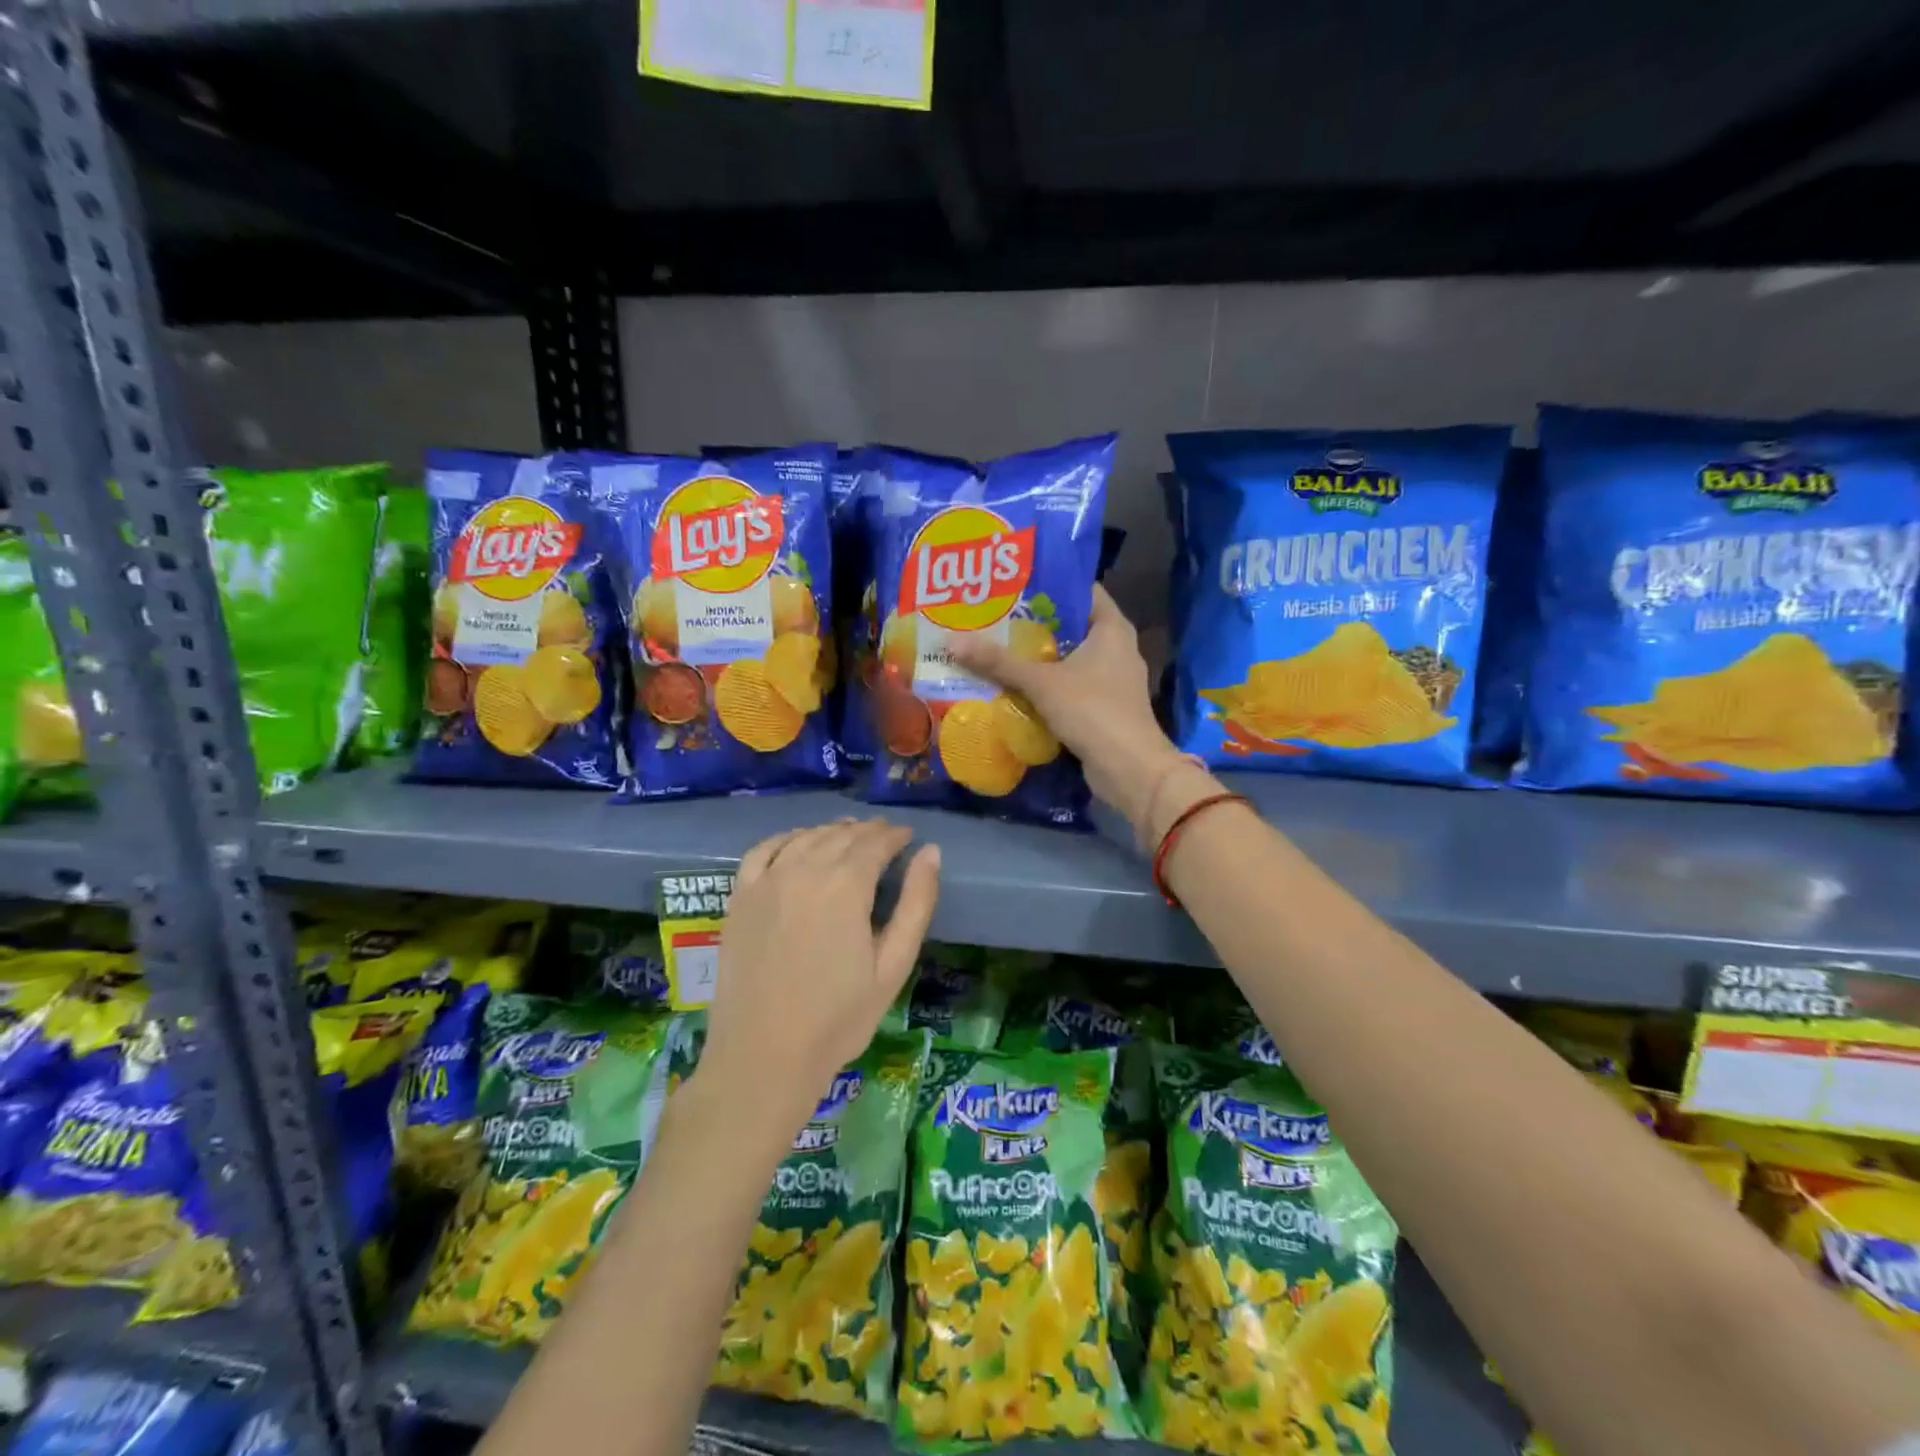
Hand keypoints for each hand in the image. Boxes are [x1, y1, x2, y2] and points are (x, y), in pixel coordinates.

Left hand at [700, 820, 939, 1140]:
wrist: (763, 1056)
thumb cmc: (838, 1018)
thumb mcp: (893, 965)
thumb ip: (916, 903)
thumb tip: (931, 852)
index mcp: (846, 885)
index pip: (875, 842)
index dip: (895, 836)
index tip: (908, 838)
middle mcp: (804, 870)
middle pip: (841, 836)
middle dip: (868, 833)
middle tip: (885, 838)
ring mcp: (766, 881)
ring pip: (805, 838)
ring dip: (831, 832)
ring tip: (848, 838)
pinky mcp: (739, 897)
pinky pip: (763, 850)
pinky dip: (786, 839)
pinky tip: (797, 844)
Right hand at [949, 585, 1191, 834]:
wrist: (1129, 769)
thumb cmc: (1092, 711)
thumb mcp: (1041, 682)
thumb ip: (999, 662)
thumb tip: (951, 641)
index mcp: (1112, 627)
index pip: (1081, 590)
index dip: (1048, 584)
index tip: (1011, 584)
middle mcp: (1116, 647)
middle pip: (1070, 625)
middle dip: (1033, 623)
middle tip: (992, 616)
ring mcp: (1112, 679)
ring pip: (1068, 658)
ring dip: (1037, 657)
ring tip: (995, 647)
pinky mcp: (1104, 707)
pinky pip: (1070, 685)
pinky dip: (1046, 684)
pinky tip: (1014, 685)